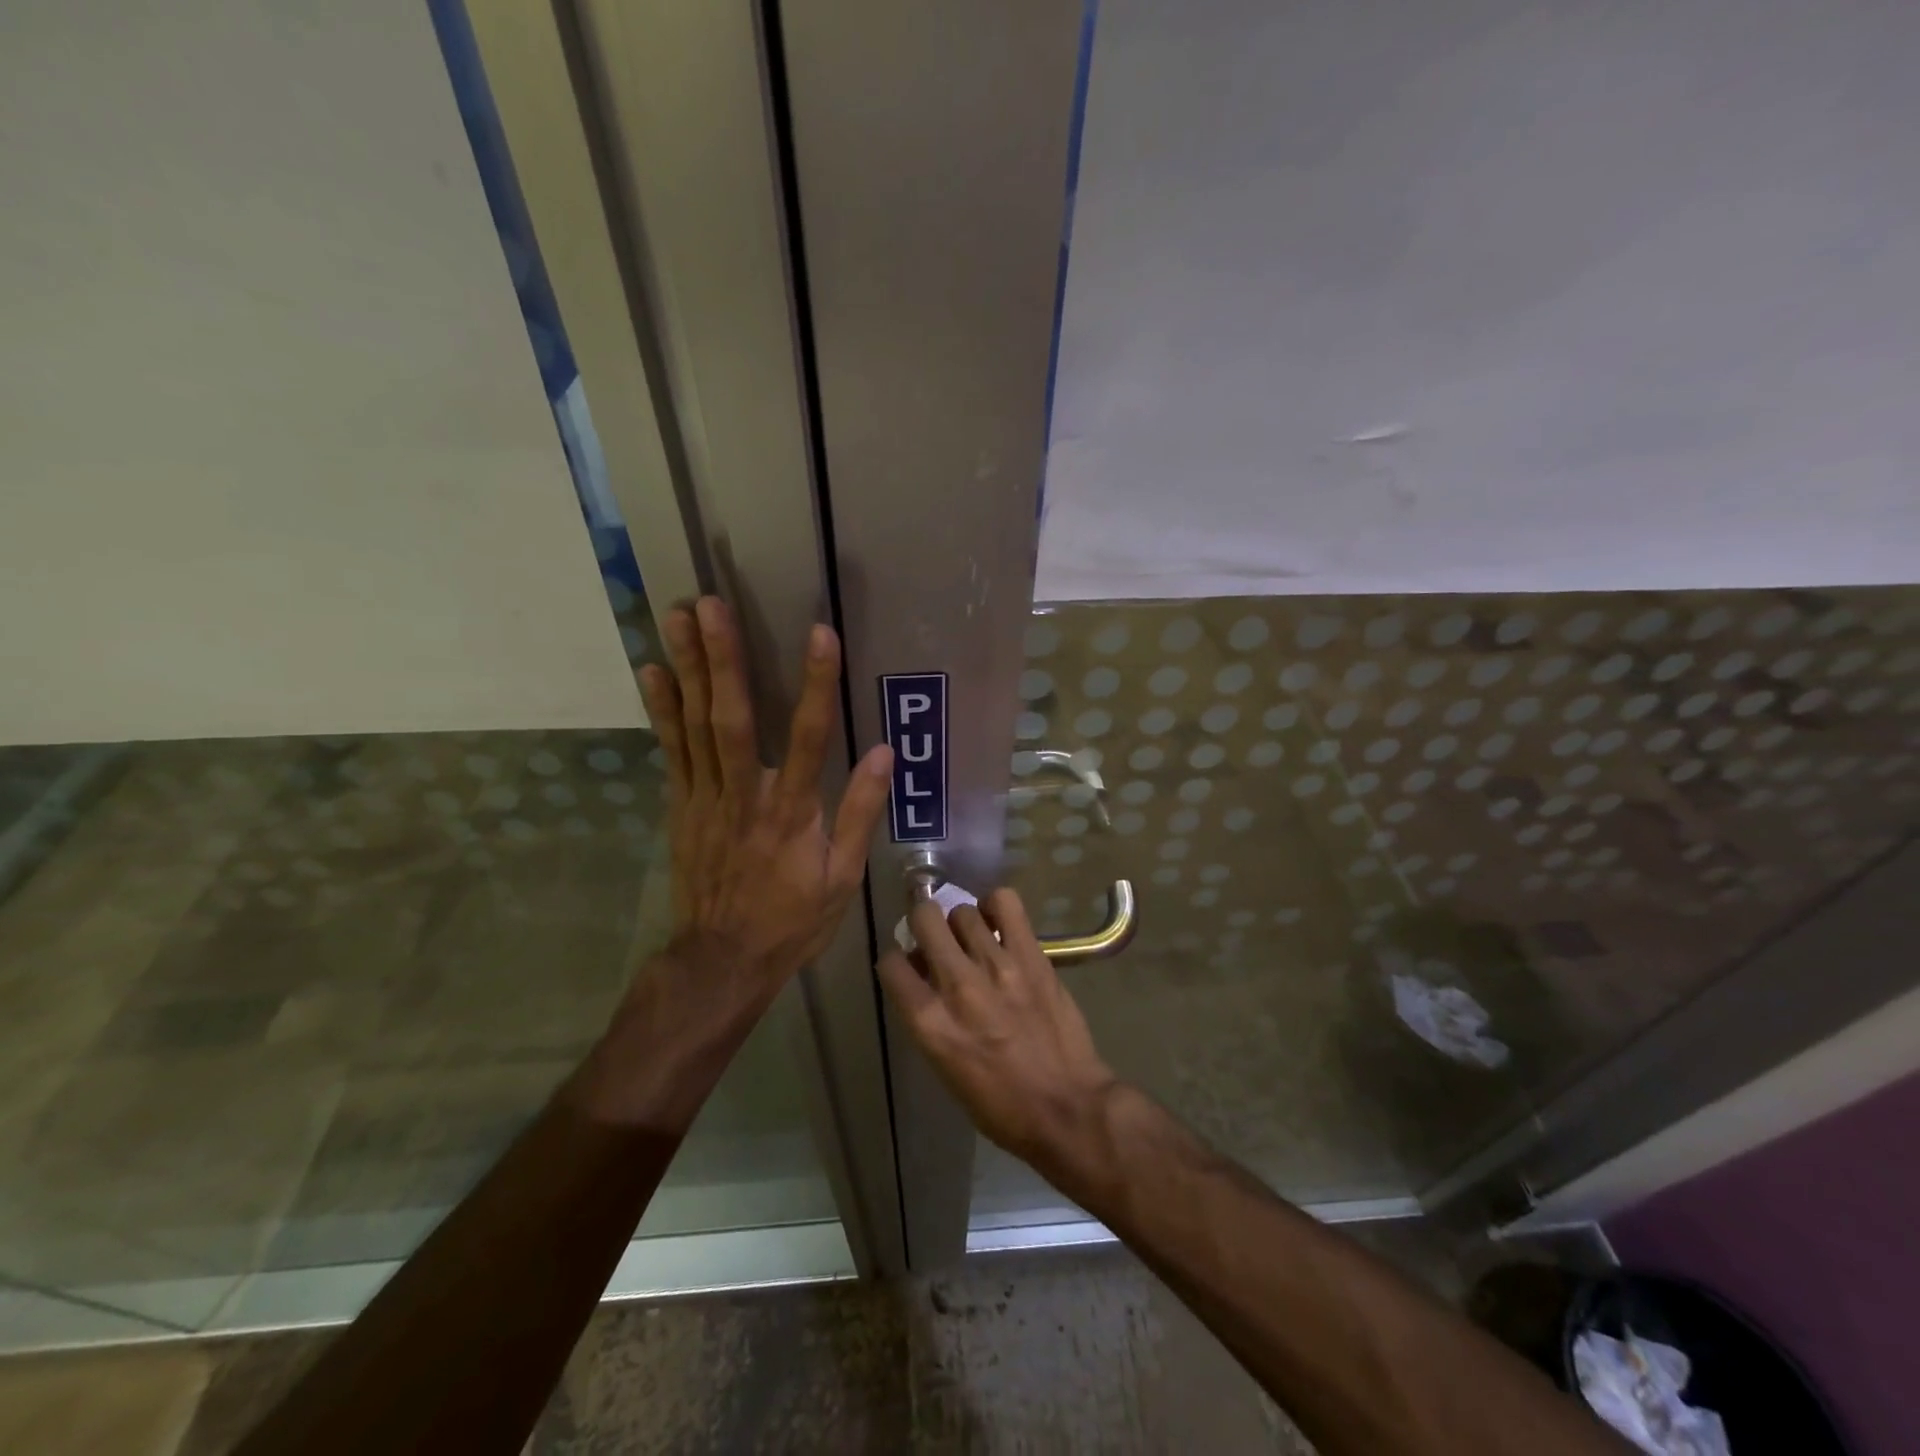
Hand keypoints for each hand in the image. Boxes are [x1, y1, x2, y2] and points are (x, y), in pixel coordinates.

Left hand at [639, 596, 893, 995]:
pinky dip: (661, 710)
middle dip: (722, 659)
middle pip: (733, 719)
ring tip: (677, 618)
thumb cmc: (791, 920)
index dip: (817, 684)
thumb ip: (859, 812)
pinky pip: (670, 752)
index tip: (821, 634)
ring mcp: (705, 799)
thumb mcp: (842, 878)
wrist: (721, 961)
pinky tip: (653, 672)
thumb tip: (885, 753)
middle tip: (709, 604)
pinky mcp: (680, 807)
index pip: (810, 737)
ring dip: (686, 669)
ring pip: (694, 726)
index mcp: (791, 812)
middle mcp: (744, 795)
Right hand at [877, 889, 1118, 1163]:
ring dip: (961, 923)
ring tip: (974, 939)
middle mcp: (957, 986)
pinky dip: (996, 905)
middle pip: (923, 919)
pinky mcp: (1030, 955)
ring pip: (962, 910)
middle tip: (937, 938)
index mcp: (930, 1023)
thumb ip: (928, 1016)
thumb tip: (923, 974)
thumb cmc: (1000, 1104)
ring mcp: (996, 966)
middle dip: (923, 924)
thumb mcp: (945, 1067)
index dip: (897, 962)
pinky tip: (998, 923)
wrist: (1067, 1108)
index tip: (910, 967)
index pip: (891, 964)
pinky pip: (1004, 902)